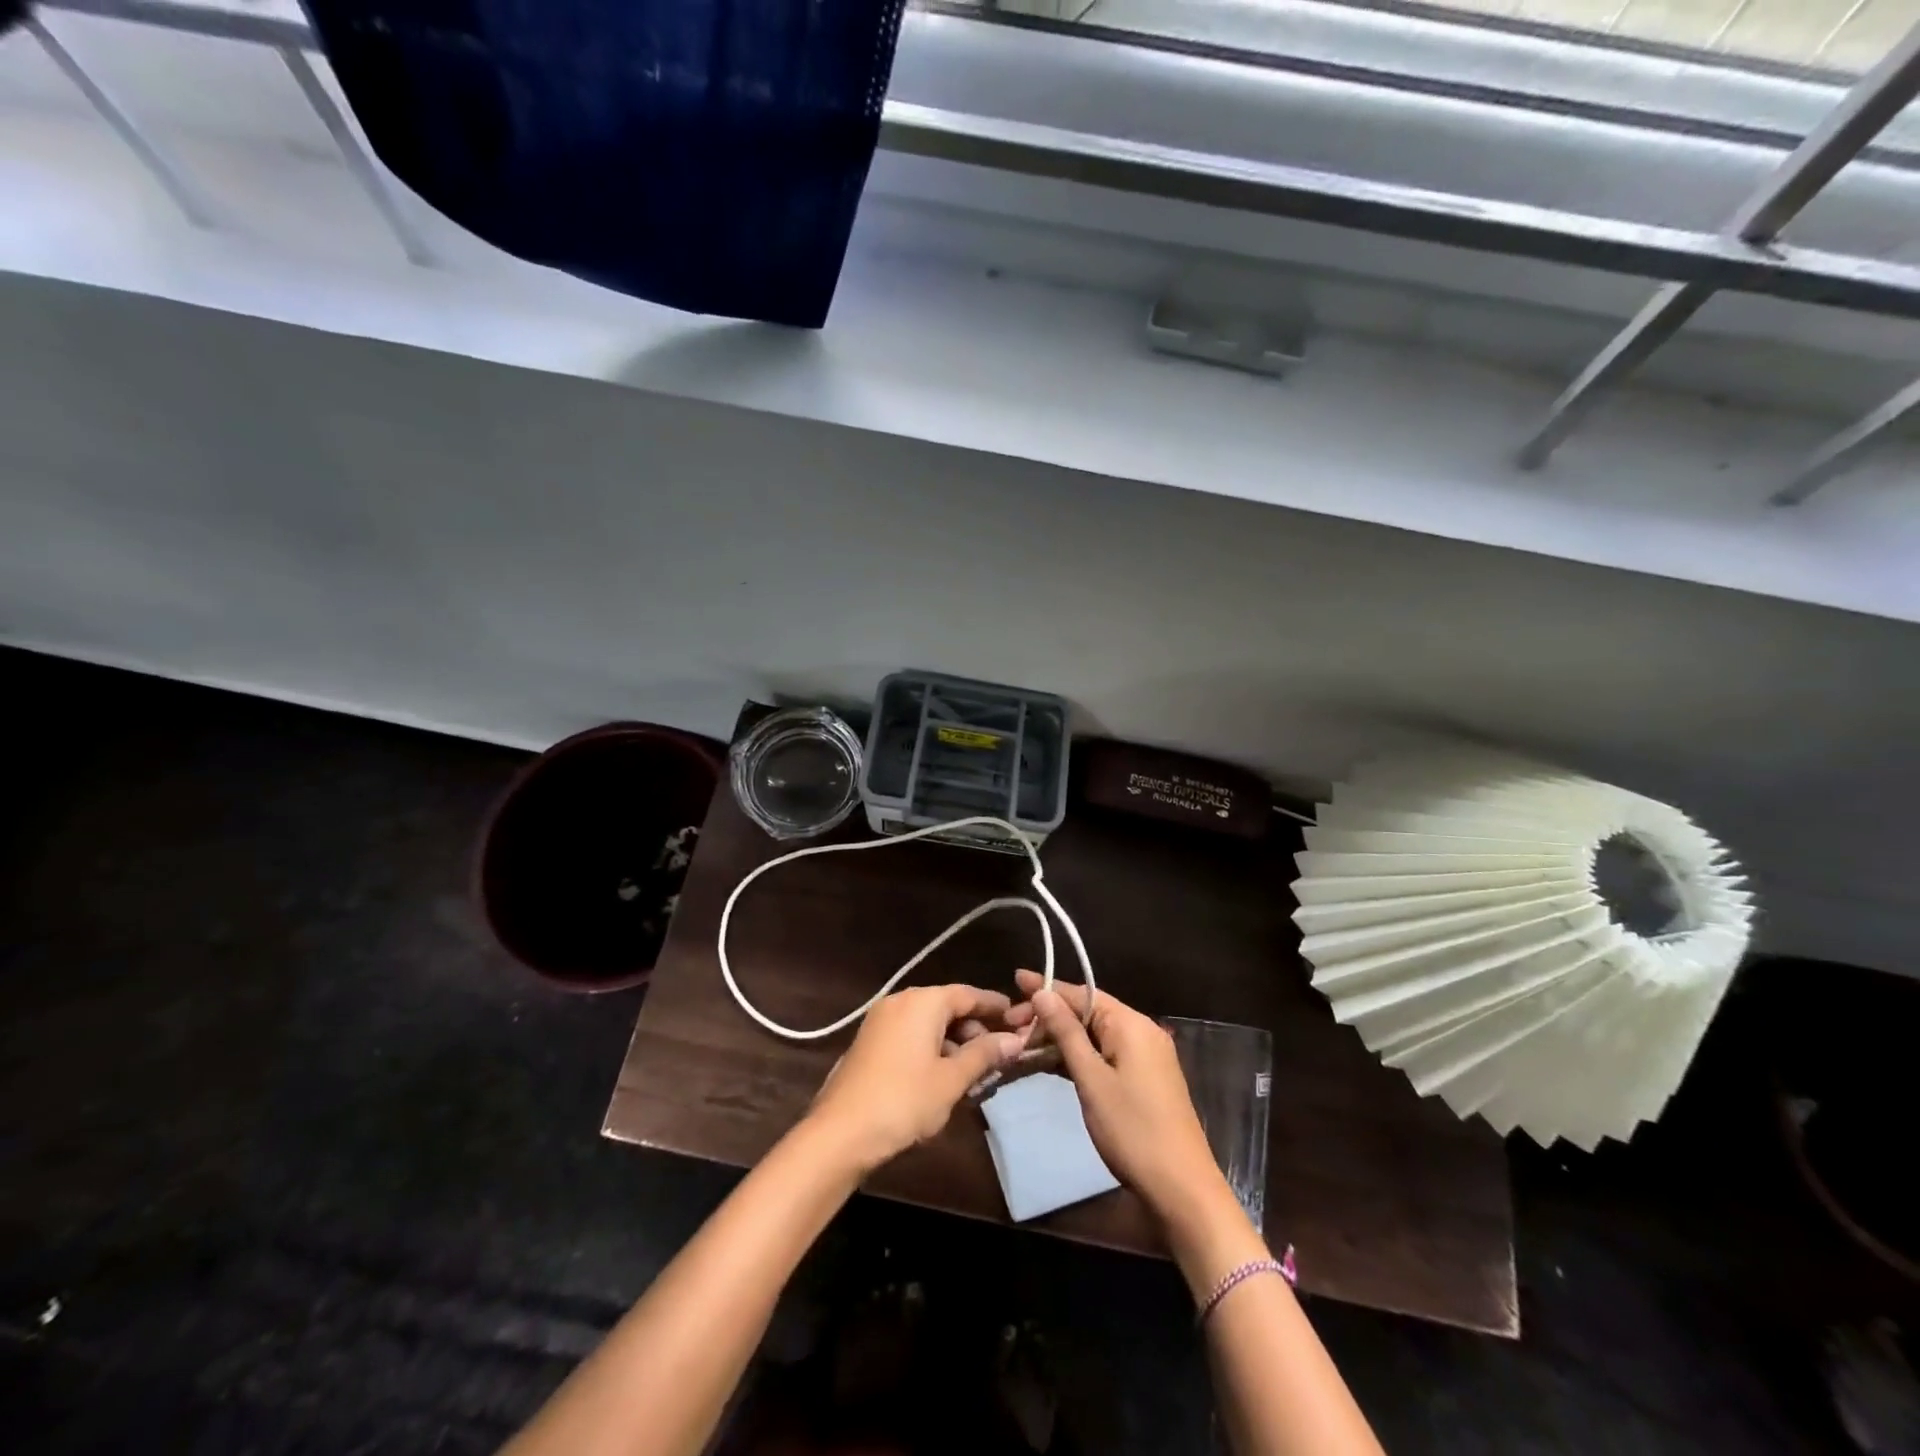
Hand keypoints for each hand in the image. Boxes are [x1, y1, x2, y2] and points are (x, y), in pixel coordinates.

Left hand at [806, 984, 1030, 1174]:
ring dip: (954, 1045)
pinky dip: (932, 1050)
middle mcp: (901, 1001)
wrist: (840, 1133)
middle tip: (999, 1058)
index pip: (968, 994)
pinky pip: (911, 1036)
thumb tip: (1015, 1039)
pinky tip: (944, 1079)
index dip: (994, 1006)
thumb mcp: (951, 1079)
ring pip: (929, 1025)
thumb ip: (984, 1055)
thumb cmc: (904, 1100)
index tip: (1019, 1018)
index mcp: (922, 1001)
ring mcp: (881, 1021)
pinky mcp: (870, 1043)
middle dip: (975, 1031)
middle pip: (948, 1008)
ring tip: (975, 1076)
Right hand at [1006, 970, 1229, 1224]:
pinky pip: (1104, 1054)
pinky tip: (1050, 1063)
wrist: (1181, 1189)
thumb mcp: (1091, 1079)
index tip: (1014, 981)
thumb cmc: (1132, 1129)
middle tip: (1010, 1025)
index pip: (1082, 993)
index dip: (1047, 988)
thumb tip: (1042, 993)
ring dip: (1060, 1038)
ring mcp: (1144, 1056)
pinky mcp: (1143, 1079)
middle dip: (1049, 1016)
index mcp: (1131, 1024)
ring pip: (1094, 1035)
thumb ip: (1066, 1032)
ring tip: (1022, 1044)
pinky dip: (1077, 1056)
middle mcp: (1141, 1031)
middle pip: (1088, 1012)